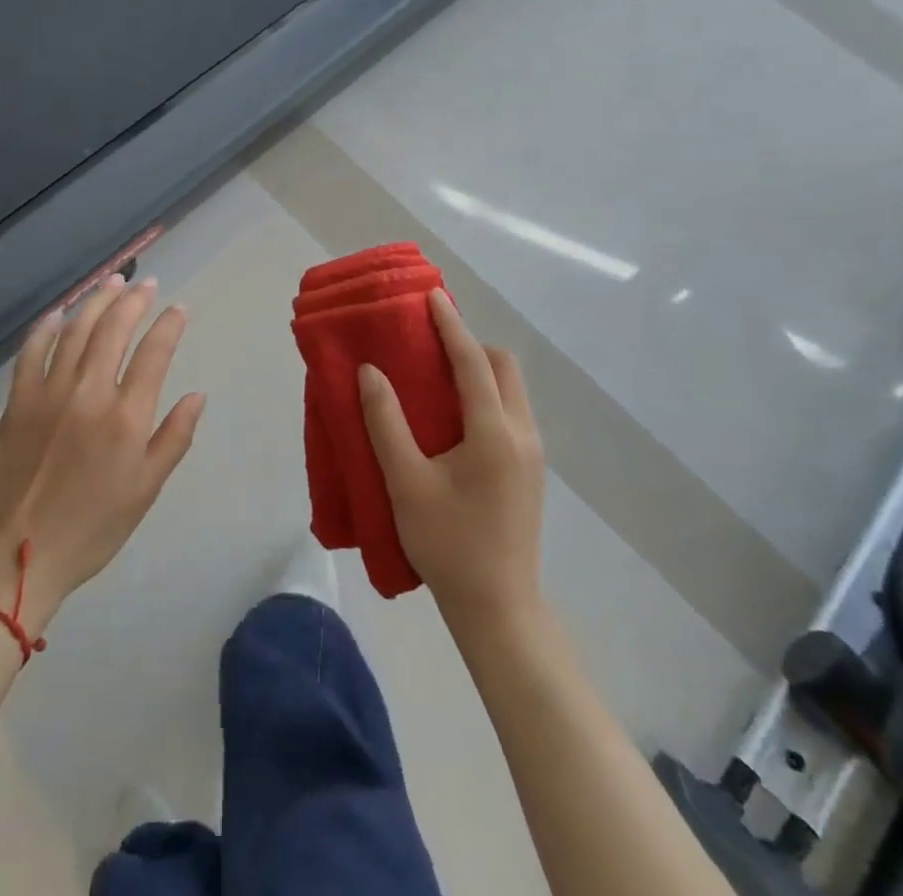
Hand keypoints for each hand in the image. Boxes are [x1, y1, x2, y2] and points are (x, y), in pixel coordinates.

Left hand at [0, 276, 205, 628]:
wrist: (17, 555)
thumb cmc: (93, 527)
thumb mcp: (147, 488)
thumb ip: (175, 437)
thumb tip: (198, 394)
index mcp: (126, 417)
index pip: (154, 352)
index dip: (169, 325)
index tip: (179, 309)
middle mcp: (89, 393)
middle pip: (114, 328)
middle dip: (134, 300)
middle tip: (147, 285)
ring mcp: (48, 392)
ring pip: (75, 330)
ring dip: (96, 301)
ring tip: (112, 283)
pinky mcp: (17, 401)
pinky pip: (32, 351)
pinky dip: (46, 327)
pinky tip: (59, 313)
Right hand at [359, 289, 544, 621]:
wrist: (498, 606)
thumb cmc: (447, 544)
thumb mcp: (406, 483)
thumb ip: (386, 422)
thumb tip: (370, 372)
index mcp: (494, 433)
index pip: (473, 362)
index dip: (451, 325)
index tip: (432, 297)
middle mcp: (522, 433)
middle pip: (504, 367)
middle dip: (471, 345)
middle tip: (430, 345)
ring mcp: (532, 453)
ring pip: (512, 388)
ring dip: (480, 370)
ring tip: (438, 375)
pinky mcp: (531, 469)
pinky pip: (511, 411)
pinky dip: (487, 394)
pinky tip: (455, 416)